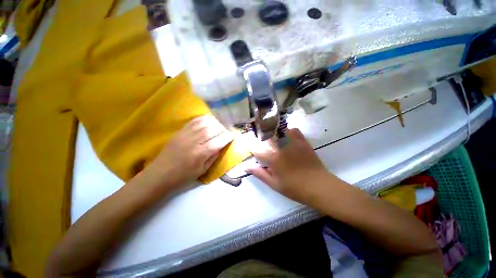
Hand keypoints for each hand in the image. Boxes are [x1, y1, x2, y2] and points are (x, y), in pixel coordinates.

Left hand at [145, 115, 233, 188]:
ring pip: (204, 123)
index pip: (218, 141)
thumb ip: (214, 157)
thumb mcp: (202, 170)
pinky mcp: (180, 132)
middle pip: (212, 130)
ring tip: (219, 125)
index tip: (232, 135)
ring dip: (214, 122)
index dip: (227, 137)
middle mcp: (194, 142)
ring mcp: (185, 135)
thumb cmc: (183, 176)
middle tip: (226, 130)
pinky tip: (208, 120)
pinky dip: (203, 119)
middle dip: (222, 129)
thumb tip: (222, 146)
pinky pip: (193, 121)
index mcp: (200, 154)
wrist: (160, 174)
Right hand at [247, 128, 331, 203]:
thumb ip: (260, 174)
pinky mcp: (303, 142)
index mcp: (273, 159)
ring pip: (280, 131)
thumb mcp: (275, 184)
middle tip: (261, 139)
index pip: (258, 150)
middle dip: (262, 137)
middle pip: (267, 137)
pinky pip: (294, 131)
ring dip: (274, 131)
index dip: (252, 148)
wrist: (319, 186)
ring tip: (272, 134)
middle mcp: (281, 148)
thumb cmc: (295, 188)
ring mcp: (293, 143)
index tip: (250, 146)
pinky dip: (289, 130)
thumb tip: (247, 167)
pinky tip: (287, 133)